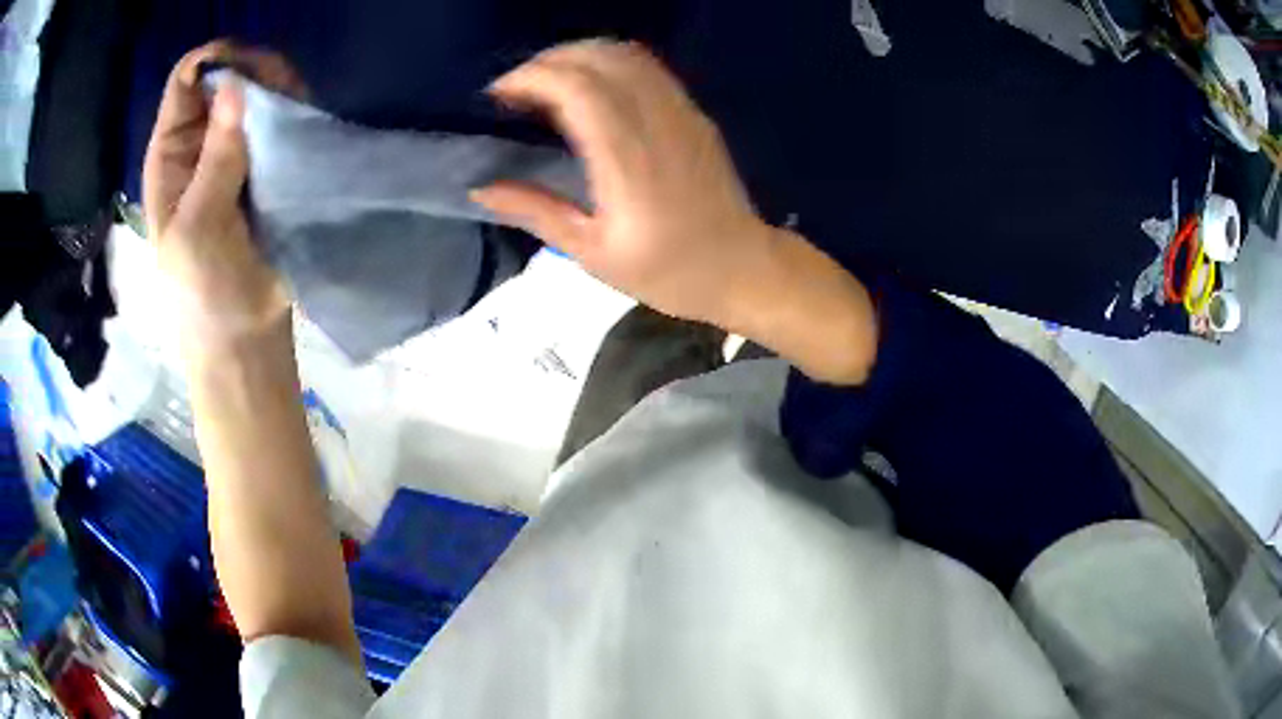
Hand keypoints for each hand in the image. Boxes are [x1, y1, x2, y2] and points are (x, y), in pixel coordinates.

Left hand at [143, 41, 303, 353]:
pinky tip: (303, 115)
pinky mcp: (265, 166)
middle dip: (251, 70)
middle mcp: (199, 143)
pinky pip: (278, 121)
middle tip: (280, 85)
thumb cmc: (204, 292)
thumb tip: (235, 86)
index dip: (213, 60)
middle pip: (224, 78)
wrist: (243, 336)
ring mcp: (233, 152)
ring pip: (254, 95)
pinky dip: (291, 109)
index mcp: (170, 155)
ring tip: (295, 101)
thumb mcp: (198, 228)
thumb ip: (215, 161)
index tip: (244, 67)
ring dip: (276, 89)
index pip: (185, 82)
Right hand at [470, 40, 779, 329]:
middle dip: (547, 62)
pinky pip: (648, 68)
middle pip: (598, 58)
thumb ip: (536, 211)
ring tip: (546, 84)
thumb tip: (480, 188)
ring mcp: (682, 112)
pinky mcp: (694, 113)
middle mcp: (657, 122)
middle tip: (515, 90)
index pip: (576, 88)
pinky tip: (589, 88)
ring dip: (578, 56)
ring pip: (625, 54)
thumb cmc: (668, 271)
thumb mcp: (593, 253)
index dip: (531, 78)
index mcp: (628, 160)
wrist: (743, 268)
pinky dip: (608, 63)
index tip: (497, 96)